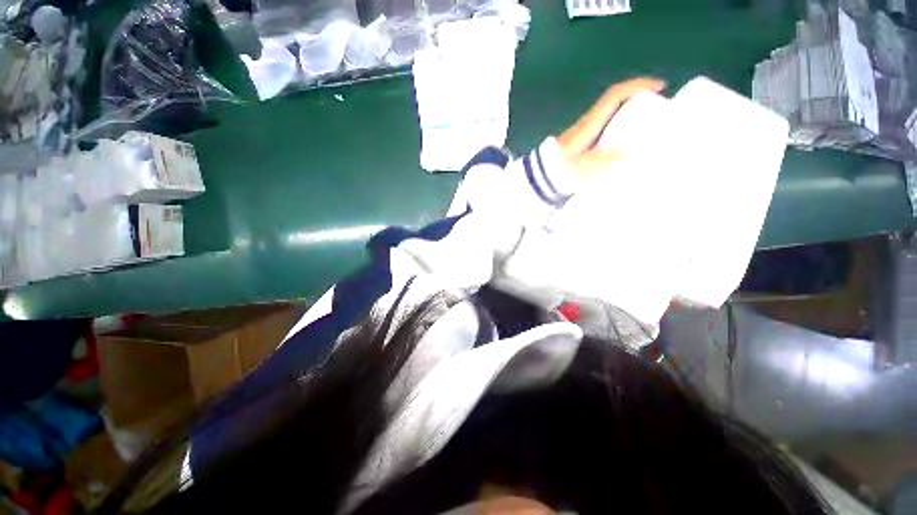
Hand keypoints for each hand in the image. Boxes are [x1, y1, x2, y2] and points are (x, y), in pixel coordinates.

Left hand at [557, 78, 665, 178]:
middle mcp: (588, 123)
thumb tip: (627, 151)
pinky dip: (621, 126)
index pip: (615, 95)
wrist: (541, 179)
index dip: (638, 86)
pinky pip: (607, 127)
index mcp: (590, 123)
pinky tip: (628, 140)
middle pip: (615, 101)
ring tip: (650, 122)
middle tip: (659, 105)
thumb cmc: (561, 171)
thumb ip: (605, 159)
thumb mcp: (583, 166)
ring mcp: (585, 132)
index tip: (660, 87)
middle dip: (639, 97)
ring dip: (631, 112)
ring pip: (611, 114)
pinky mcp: (583, 142)